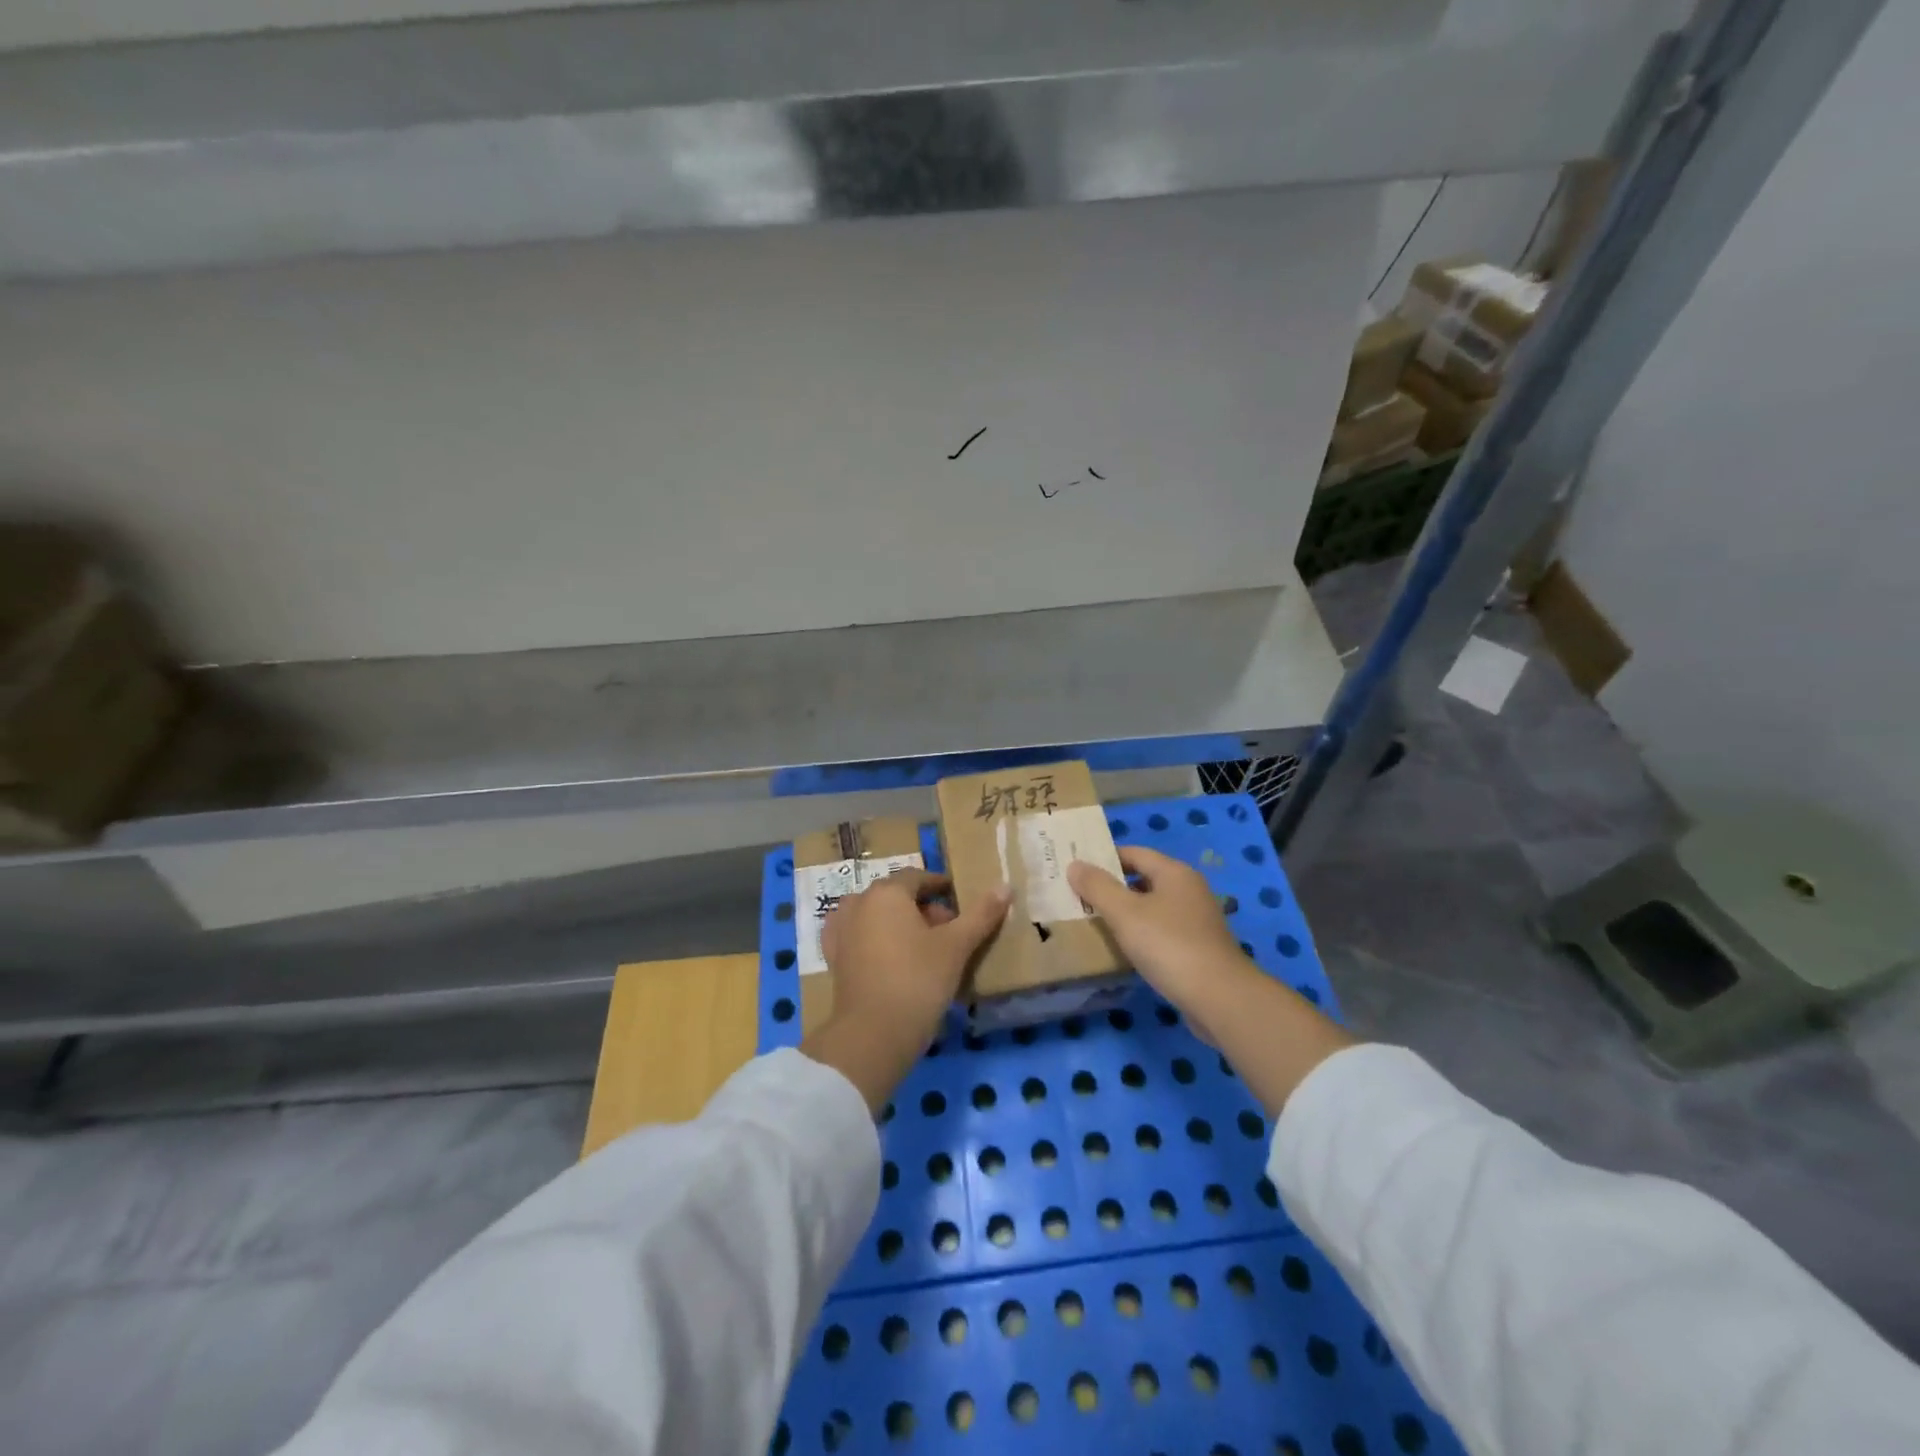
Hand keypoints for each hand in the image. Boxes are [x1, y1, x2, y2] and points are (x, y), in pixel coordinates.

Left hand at [822, 869, 1009, 1044]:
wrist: (872, 1035)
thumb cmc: (918, 980)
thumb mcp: (956, 946)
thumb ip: (980, 914)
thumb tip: (1005, 886)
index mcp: (887, 892)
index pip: (917, 877)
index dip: (941, 887)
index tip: (960, 904)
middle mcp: (858, 903)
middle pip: (896, 896)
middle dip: (923, 909)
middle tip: (949, 934)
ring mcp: (840, 931)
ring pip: (877, 917)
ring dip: (900, 926)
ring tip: (924, 950)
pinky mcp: (834, 959)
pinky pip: (861, 939)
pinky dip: (878, 943)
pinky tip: (893, 962)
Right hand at [1067, 846, 1253, 1019]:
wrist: (1220, 998)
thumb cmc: (1168, 945)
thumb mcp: (1125, 913)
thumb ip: (1097, 887)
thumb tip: (1075, 865)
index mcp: (1174, 873)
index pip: (1134, 853)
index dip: (1104, 858)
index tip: (1077, 870)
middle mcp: (1189, 890)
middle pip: (1144, 879)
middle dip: (1113, 887)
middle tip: (1080, 897)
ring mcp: (1197, 920)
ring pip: (1153, 907)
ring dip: (1126, 913)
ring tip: (1095, 922)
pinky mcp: (1199, 947)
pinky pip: (1162, 931)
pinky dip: (1142, 934)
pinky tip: (1125, 949)